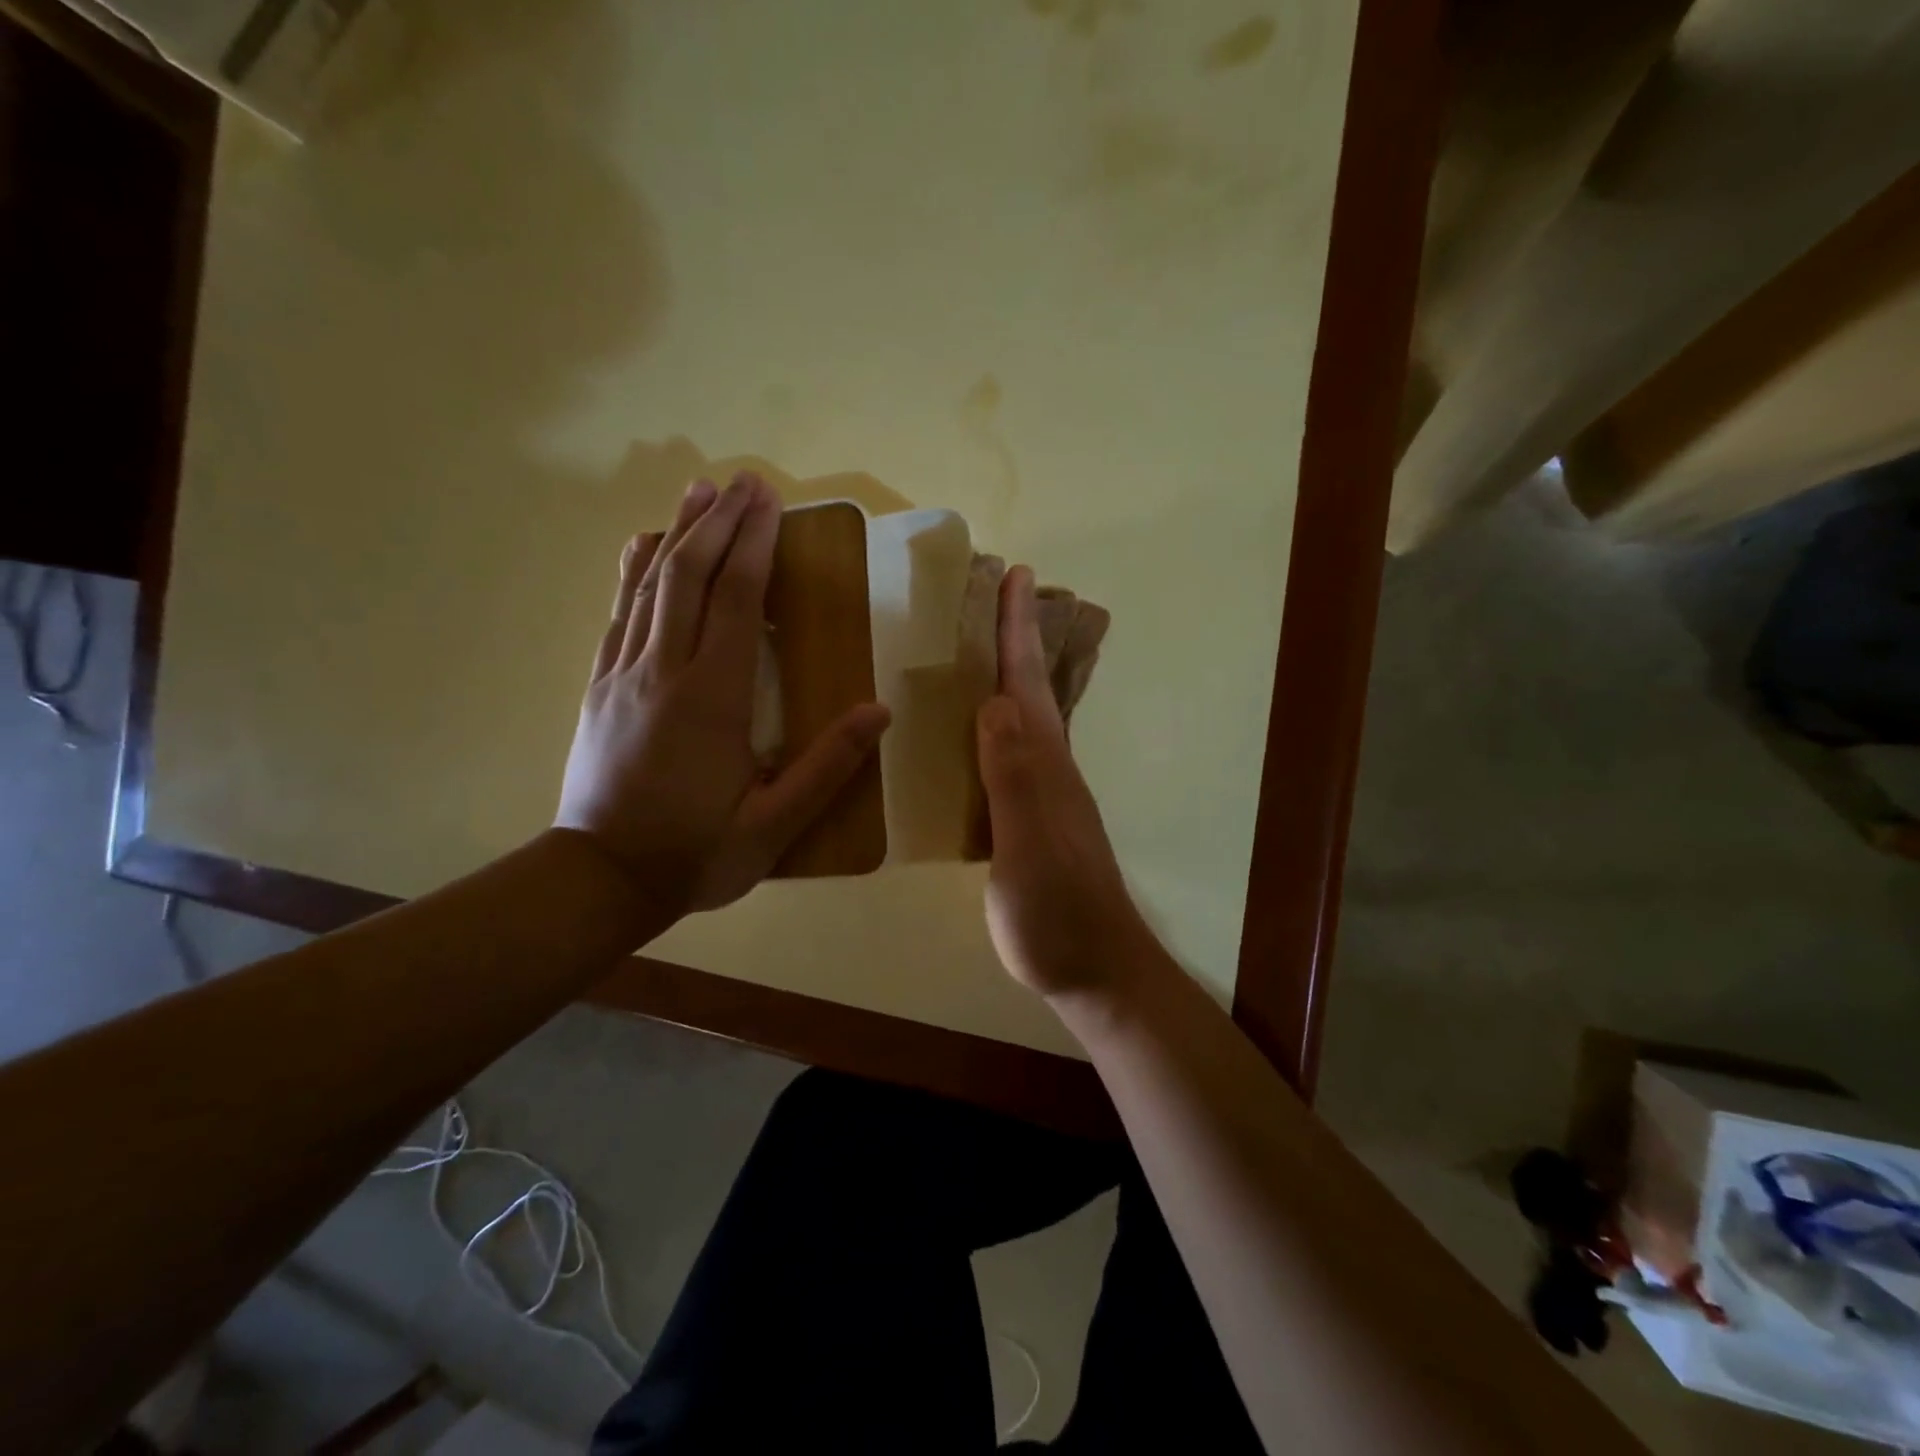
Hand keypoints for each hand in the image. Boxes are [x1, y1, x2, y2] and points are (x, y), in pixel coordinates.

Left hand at [555, 473, 889, 917]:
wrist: (600, 879)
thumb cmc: (695, 853)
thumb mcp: (773, 825)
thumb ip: (827, 767)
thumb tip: (879, 712)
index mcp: (711, 698)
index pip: (735, 601)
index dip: (754, 545)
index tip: (769, 501)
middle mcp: (662, 671)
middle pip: (688, 577)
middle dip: (718, 523)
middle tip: (743, 480)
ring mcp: (623, 675)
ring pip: (649, 587)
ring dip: (676, 533)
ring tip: (698, 492)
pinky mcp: (600, 688)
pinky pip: (619, 614)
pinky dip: (635, 573)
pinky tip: (643, 548)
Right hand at [978, 566, 1150, 997]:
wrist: (1092, 969)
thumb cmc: (1056, 912)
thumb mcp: (1028, 847)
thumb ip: (1013, 777)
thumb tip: (994, 703)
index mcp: (1043, 764)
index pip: (1026, 683)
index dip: (1018, 630)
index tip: (1014, 574)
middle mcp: (1046, 768)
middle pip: (1028, 690)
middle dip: (1012, 638)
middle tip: (992, 594)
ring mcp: (1039, 795)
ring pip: (1018, 720)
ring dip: (1002, 677)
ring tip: (975, 647)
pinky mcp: (1025, 821)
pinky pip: (1003, 756)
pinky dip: (987, 727)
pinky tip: (968, 732)